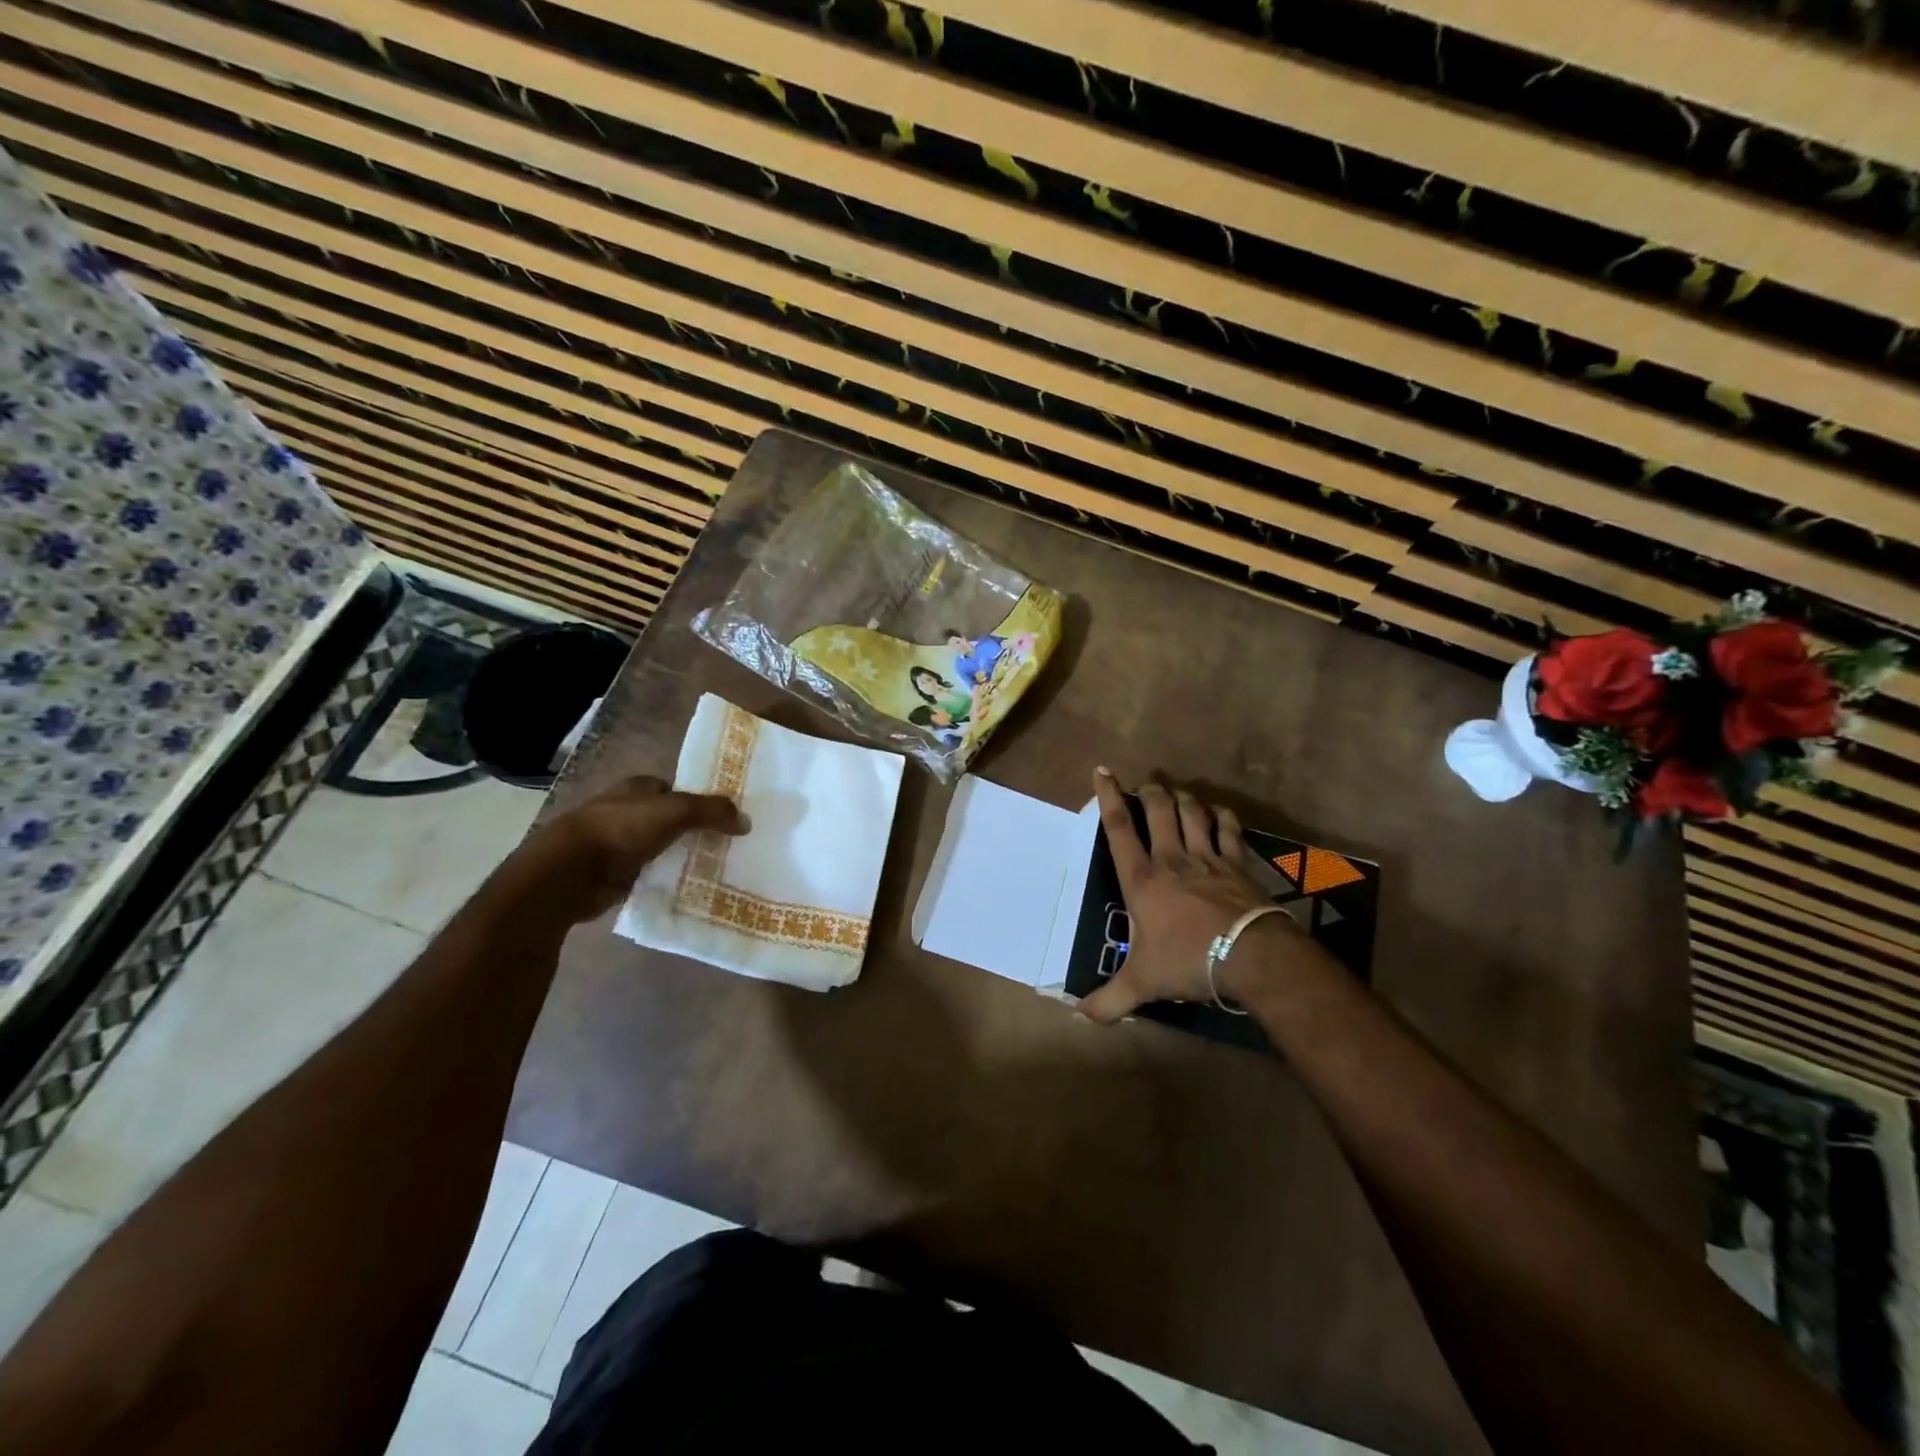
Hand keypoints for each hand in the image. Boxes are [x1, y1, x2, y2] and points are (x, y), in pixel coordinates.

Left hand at [514, 775, 746, 923]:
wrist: (569, 874)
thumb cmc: (620, 830)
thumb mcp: (674, 811)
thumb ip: (711, 811)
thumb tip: (746, 821)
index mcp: (636, 788)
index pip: (674, 788)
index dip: (698, 799)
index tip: (723, 817)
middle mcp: (625, 811)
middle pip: (668, 818)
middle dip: (692, 830)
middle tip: (724, 845)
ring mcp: (617, 844)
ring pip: (660, 847)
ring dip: (679, 856)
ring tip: (713, 869)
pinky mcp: (613, 874)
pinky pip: (649, 874)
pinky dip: (665, 879)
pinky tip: (686, 888)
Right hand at [1080, 768, 1298, 1023]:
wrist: (1249, 956)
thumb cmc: (1187, 961)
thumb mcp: (1142, 984)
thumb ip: (1110, 1000)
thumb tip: (1079, 1017)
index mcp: (1142, 879)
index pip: (1118, 828)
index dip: (1108, 796)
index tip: (1102, 771)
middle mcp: (1171, 858)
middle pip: (1158, 809)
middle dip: (1150, 791)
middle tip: (1146, 784)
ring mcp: (1208, 858)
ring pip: (1192, 812)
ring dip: (1183, 798)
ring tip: (1177, 793)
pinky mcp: (1237, 864)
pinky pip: (1229, 829)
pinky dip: (1222, 816)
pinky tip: (1219, 812)